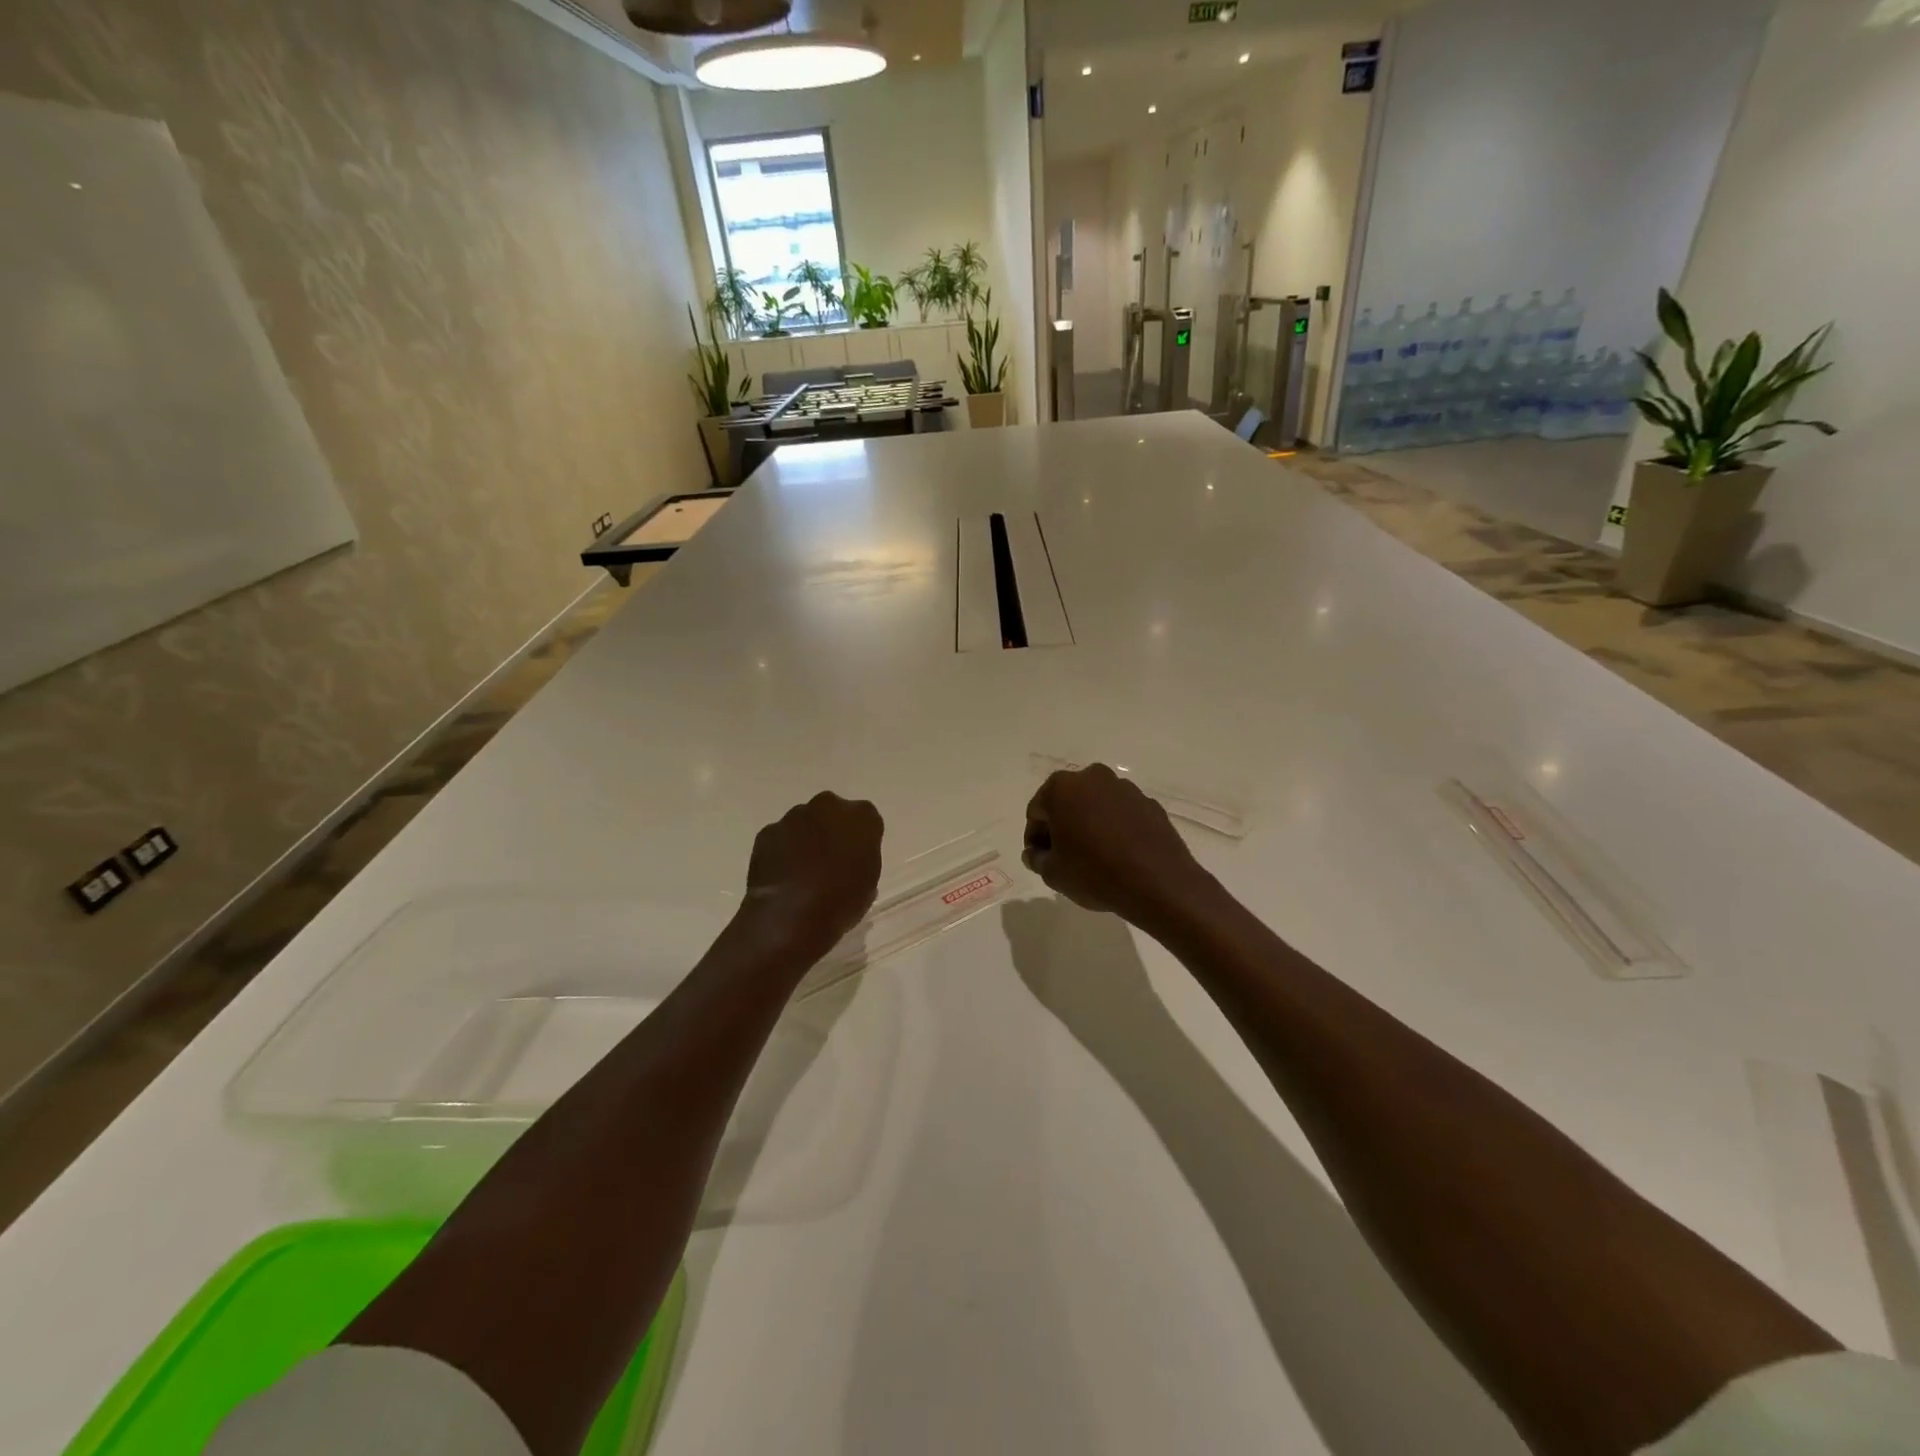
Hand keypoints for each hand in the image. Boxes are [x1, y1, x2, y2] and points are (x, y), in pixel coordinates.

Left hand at [742, 792, 884, 955]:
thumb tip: (851, 861)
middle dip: (831, 830)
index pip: (866, 819)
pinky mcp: (767, 831)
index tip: (856, 857)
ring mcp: (794, 816)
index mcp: (862, 817)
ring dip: (805, 839)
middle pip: (832, 813)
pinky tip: (783, 876)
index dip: (861, 839)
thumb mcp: (869, 883)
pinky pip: (780, 837)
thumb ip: (862, 860)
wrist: (791, 915)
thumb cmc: (841, 901)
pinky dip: (782, 850)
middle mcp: (828, 806)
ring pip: (803, 823)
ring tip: (803, 871)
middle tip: (830, 860)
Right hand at [1023, 764, 1214, 927]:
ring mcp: (1125, 788)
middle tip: (1063, 857)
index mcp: (1062, 788)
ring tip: (1093, 857)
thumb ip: (1037, 859)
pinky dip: (1115, 829)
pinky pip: (1122, 814)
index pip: (1037, 811)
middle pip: (1066, 802)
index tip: (1040, 858)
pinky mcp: (1150, 804)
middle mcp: (1093, 778)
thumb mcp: (1053, 873)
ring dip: (1089, 825)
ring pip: (1096, 805)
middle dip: (1061, 826)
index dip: (1035, 837)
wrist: (1158, 882)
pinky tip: (1119, 855)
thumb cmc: (1094, 873)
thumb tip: (1035, 853)